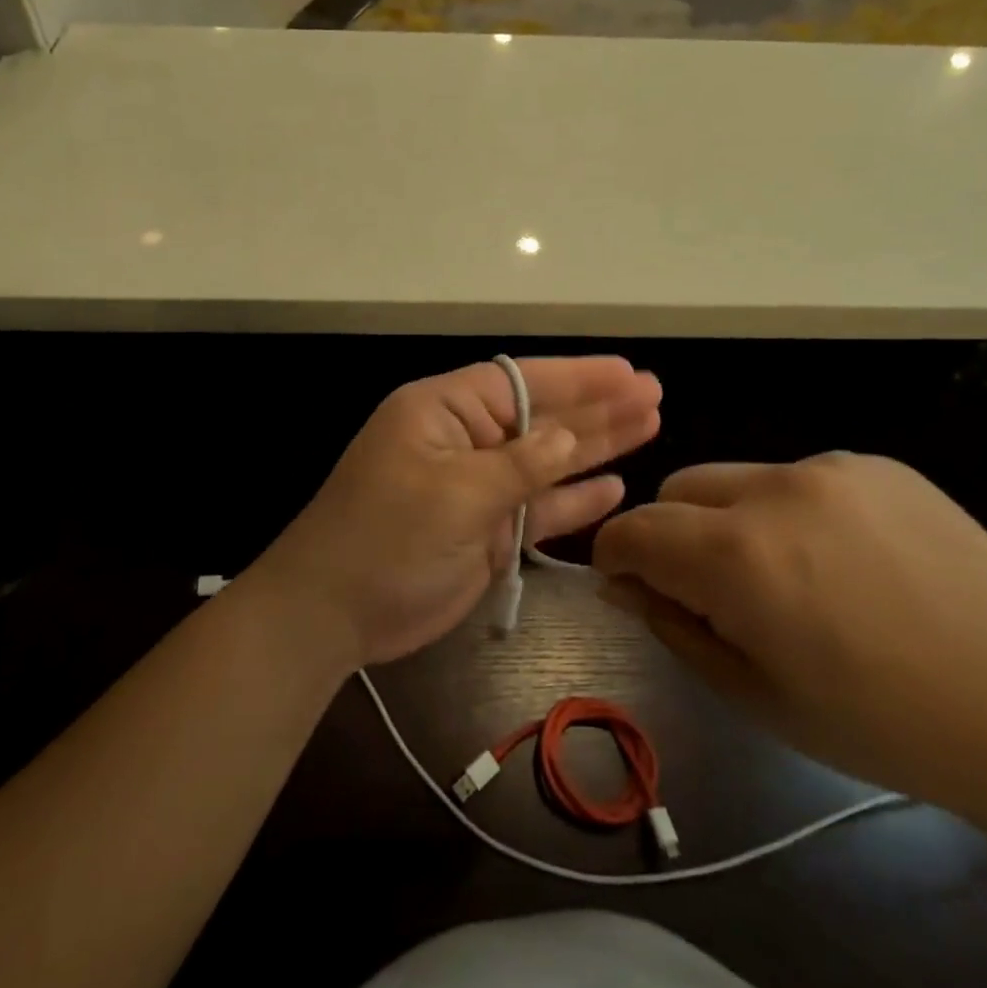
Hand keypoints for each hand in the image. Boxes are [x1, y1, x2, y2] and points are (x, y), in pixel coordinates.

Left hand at [258, 358, 661, 669]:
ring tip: (649, 425)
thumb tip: (571, 436)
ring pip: (546, 461)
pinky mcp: (486, 530)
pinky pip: (538, 508)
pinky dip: (572, 499)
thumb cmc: (385, 538)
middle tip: (654, 394)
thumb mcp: (454, 493)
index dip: (577, 377)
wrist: (332, 614)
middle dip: (596, 407)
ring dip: (594, 446)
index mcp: (444, 411)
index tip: (628, 373)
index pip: (521, 382)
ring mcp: (477, 487)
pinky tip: (614, 486)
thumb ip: (519, 464)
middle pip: (542, 417)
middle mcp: (465, 440)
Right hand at [593, 453, 986, 820]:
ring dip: (730, 521)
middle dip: (669, 534)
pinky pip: (796, 478)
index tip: (623, 583)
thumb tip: (624, 584)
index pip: (633, 530)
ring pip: (735, 480)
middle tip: (709, 591)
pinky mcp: (874, 463)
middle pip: (677, 489)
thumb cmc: (884, 724)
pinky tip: (844, 561)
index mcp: (738, 556)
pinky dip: (789, 512)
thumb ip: (675, 627)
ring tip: (787, 577)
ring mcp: (829, 468)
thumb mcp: (758, 695)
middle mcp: (774, 490)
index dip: (613, 556)